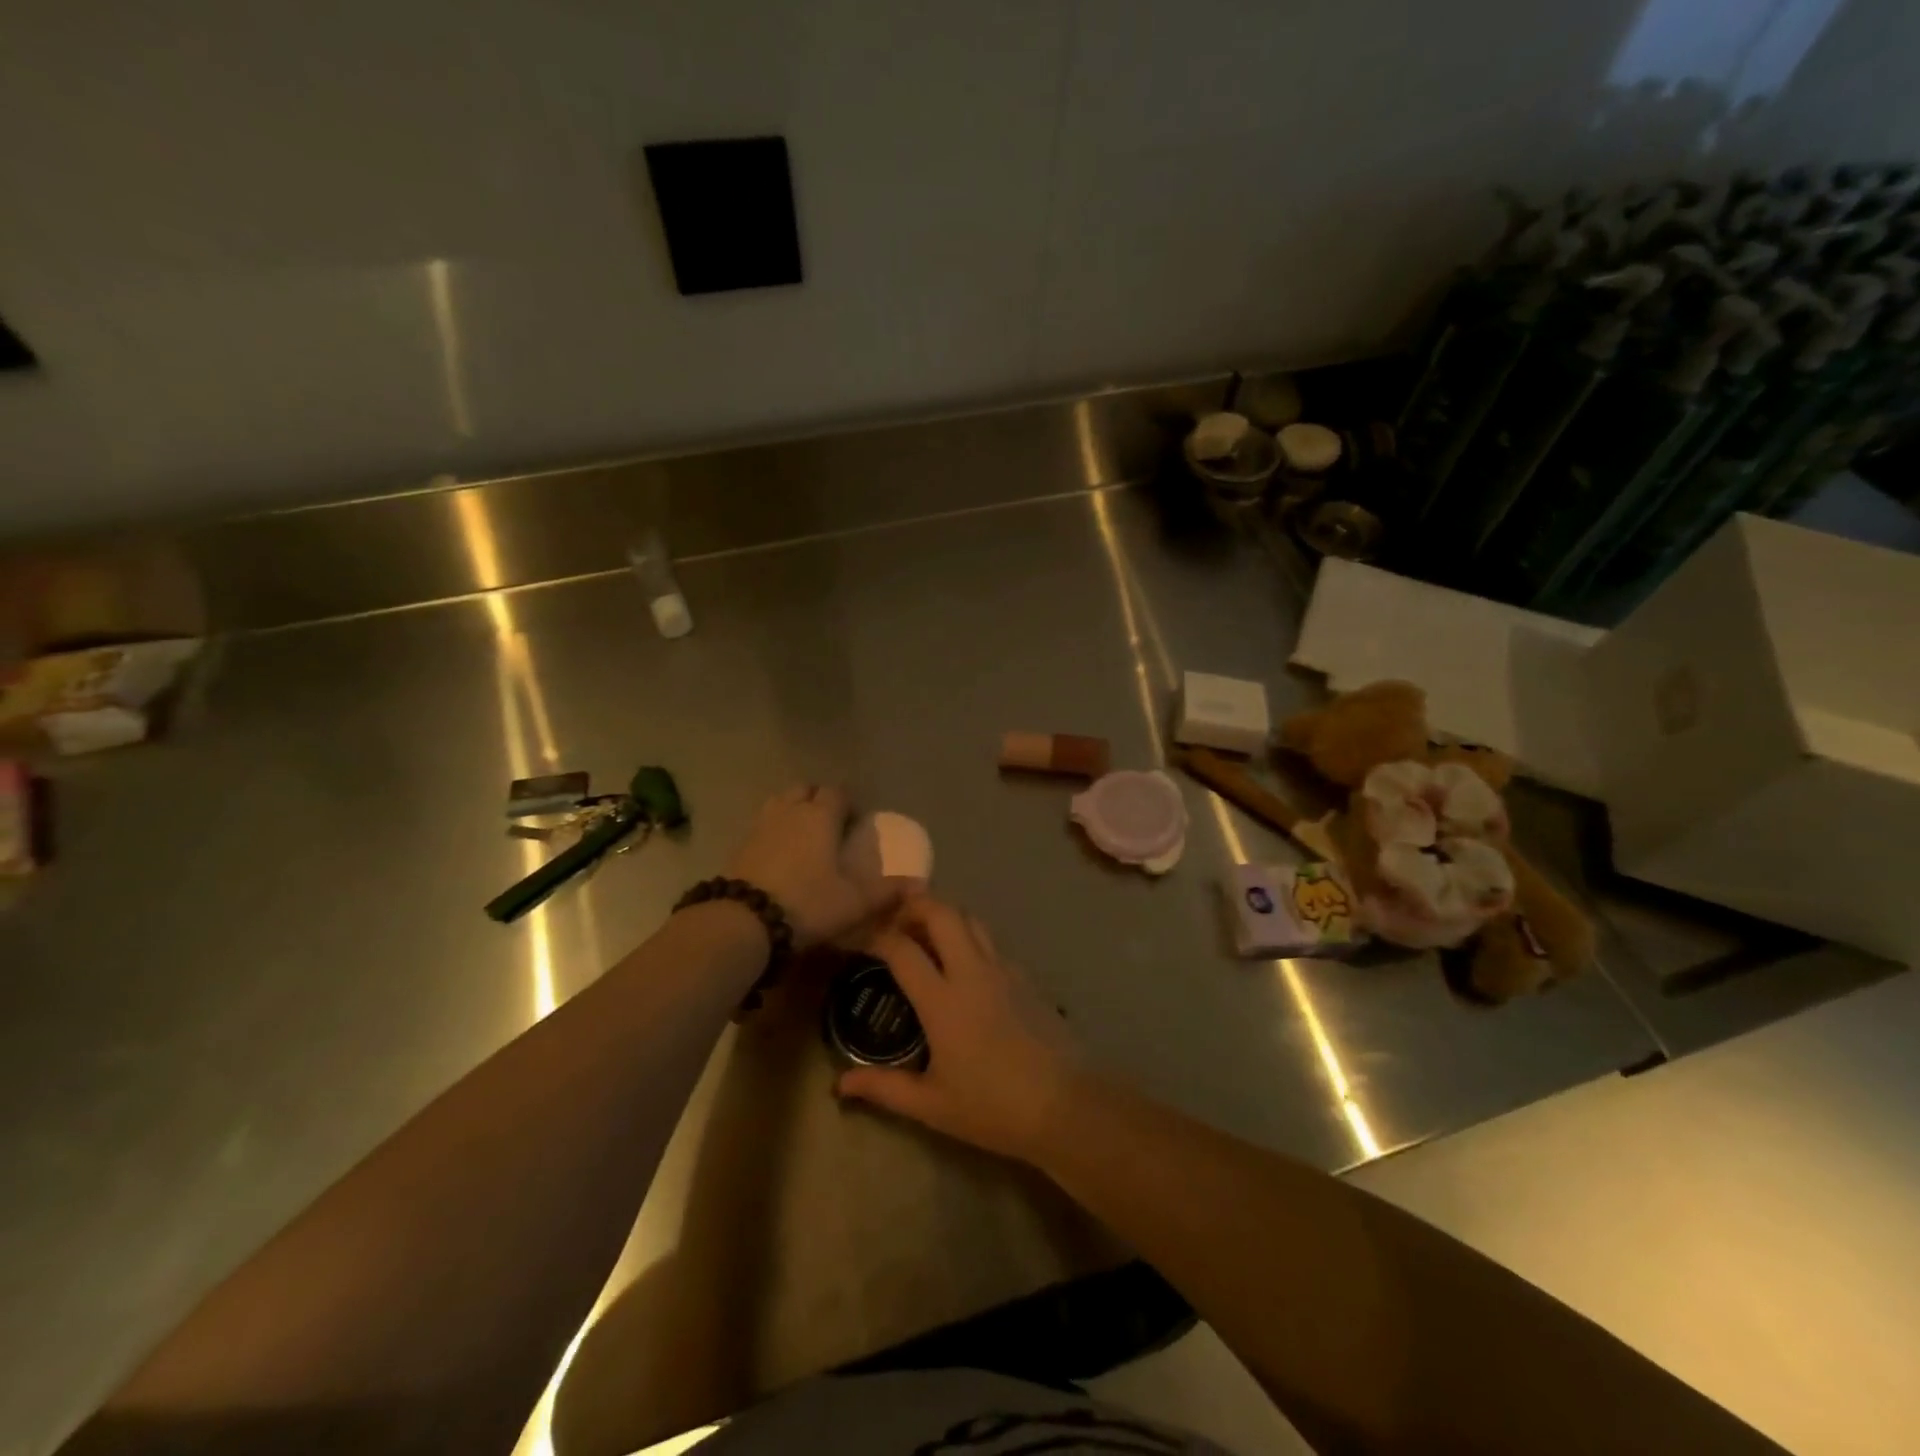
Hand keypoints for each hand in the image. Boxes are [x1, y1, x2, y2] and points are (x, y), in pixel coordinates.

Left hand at [725, 785, 894, 948]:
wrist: (744, 921)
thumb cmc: (808, 903)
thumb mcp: (854, 902)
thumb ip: (887, 891)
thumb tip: (920, 884)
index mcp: (821, 816)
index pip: (837, 792)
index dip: (848, 804)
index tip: (855, 823)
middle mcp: (790, 811)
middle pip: (805, 789)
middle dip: (818, 800)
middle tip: (829, 826)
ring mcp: (761, 825)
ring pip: (780, 802)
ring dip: (793, 811)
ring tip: (803, 836)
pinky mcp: (740, 844)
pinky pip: (762, 825)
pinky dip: (773, 831)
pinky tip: (778, 855)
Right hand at [836, 897, 1082, 1162]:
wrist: (1065, 1104)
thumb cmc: (993, 1107)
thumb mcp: (932, 1105)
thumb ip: (884, 1088)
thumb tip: (841, 1084)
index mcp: (943, 1001)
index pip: (902, 949)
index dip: (876, 936)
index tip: (860, 939)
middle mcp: (972, 972)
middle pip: (942, 912)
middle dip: (913, 904)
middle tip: (894, 921)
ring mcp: (1003, 969)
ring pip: (970, 918)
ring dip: (944, 915)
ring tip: (925, 934)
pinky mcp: (1025, 975)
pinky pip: (991, 940)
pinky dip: (969, 936)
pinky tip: (963, 963)